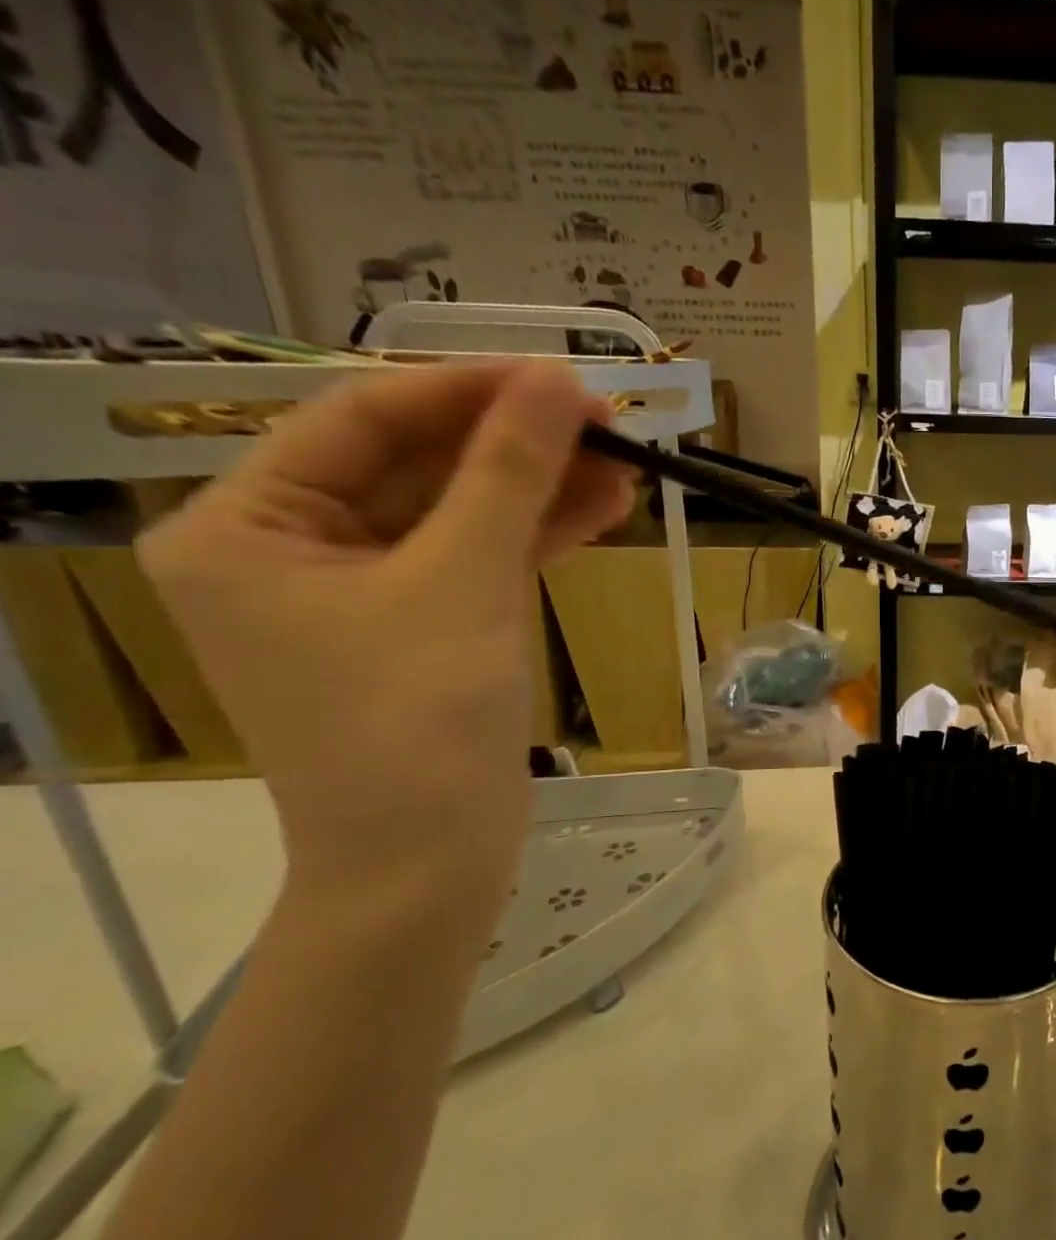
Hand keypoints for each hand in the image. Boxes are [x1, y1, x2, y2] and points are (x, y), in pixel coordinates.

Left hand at [139, 363, 633, 923]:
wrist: (430, 861)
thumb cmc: (417, 721)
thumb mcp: (463, 581)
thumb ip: (509, 474)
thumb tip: (557, 383)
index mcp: (244, 527)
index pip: (361, 421)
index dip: (467, 392)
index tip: (558, 378)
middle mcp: (292, 549)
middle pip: (418, 466)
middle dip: (516, 445)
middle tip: (605, 422)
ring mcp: (363, 591)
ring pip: (460, 513)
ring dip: (541, 489)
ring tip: (626, 466)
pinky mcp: (424, 626)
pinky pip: (479, 559)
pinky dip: (537, 535)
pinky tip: (603, 510)